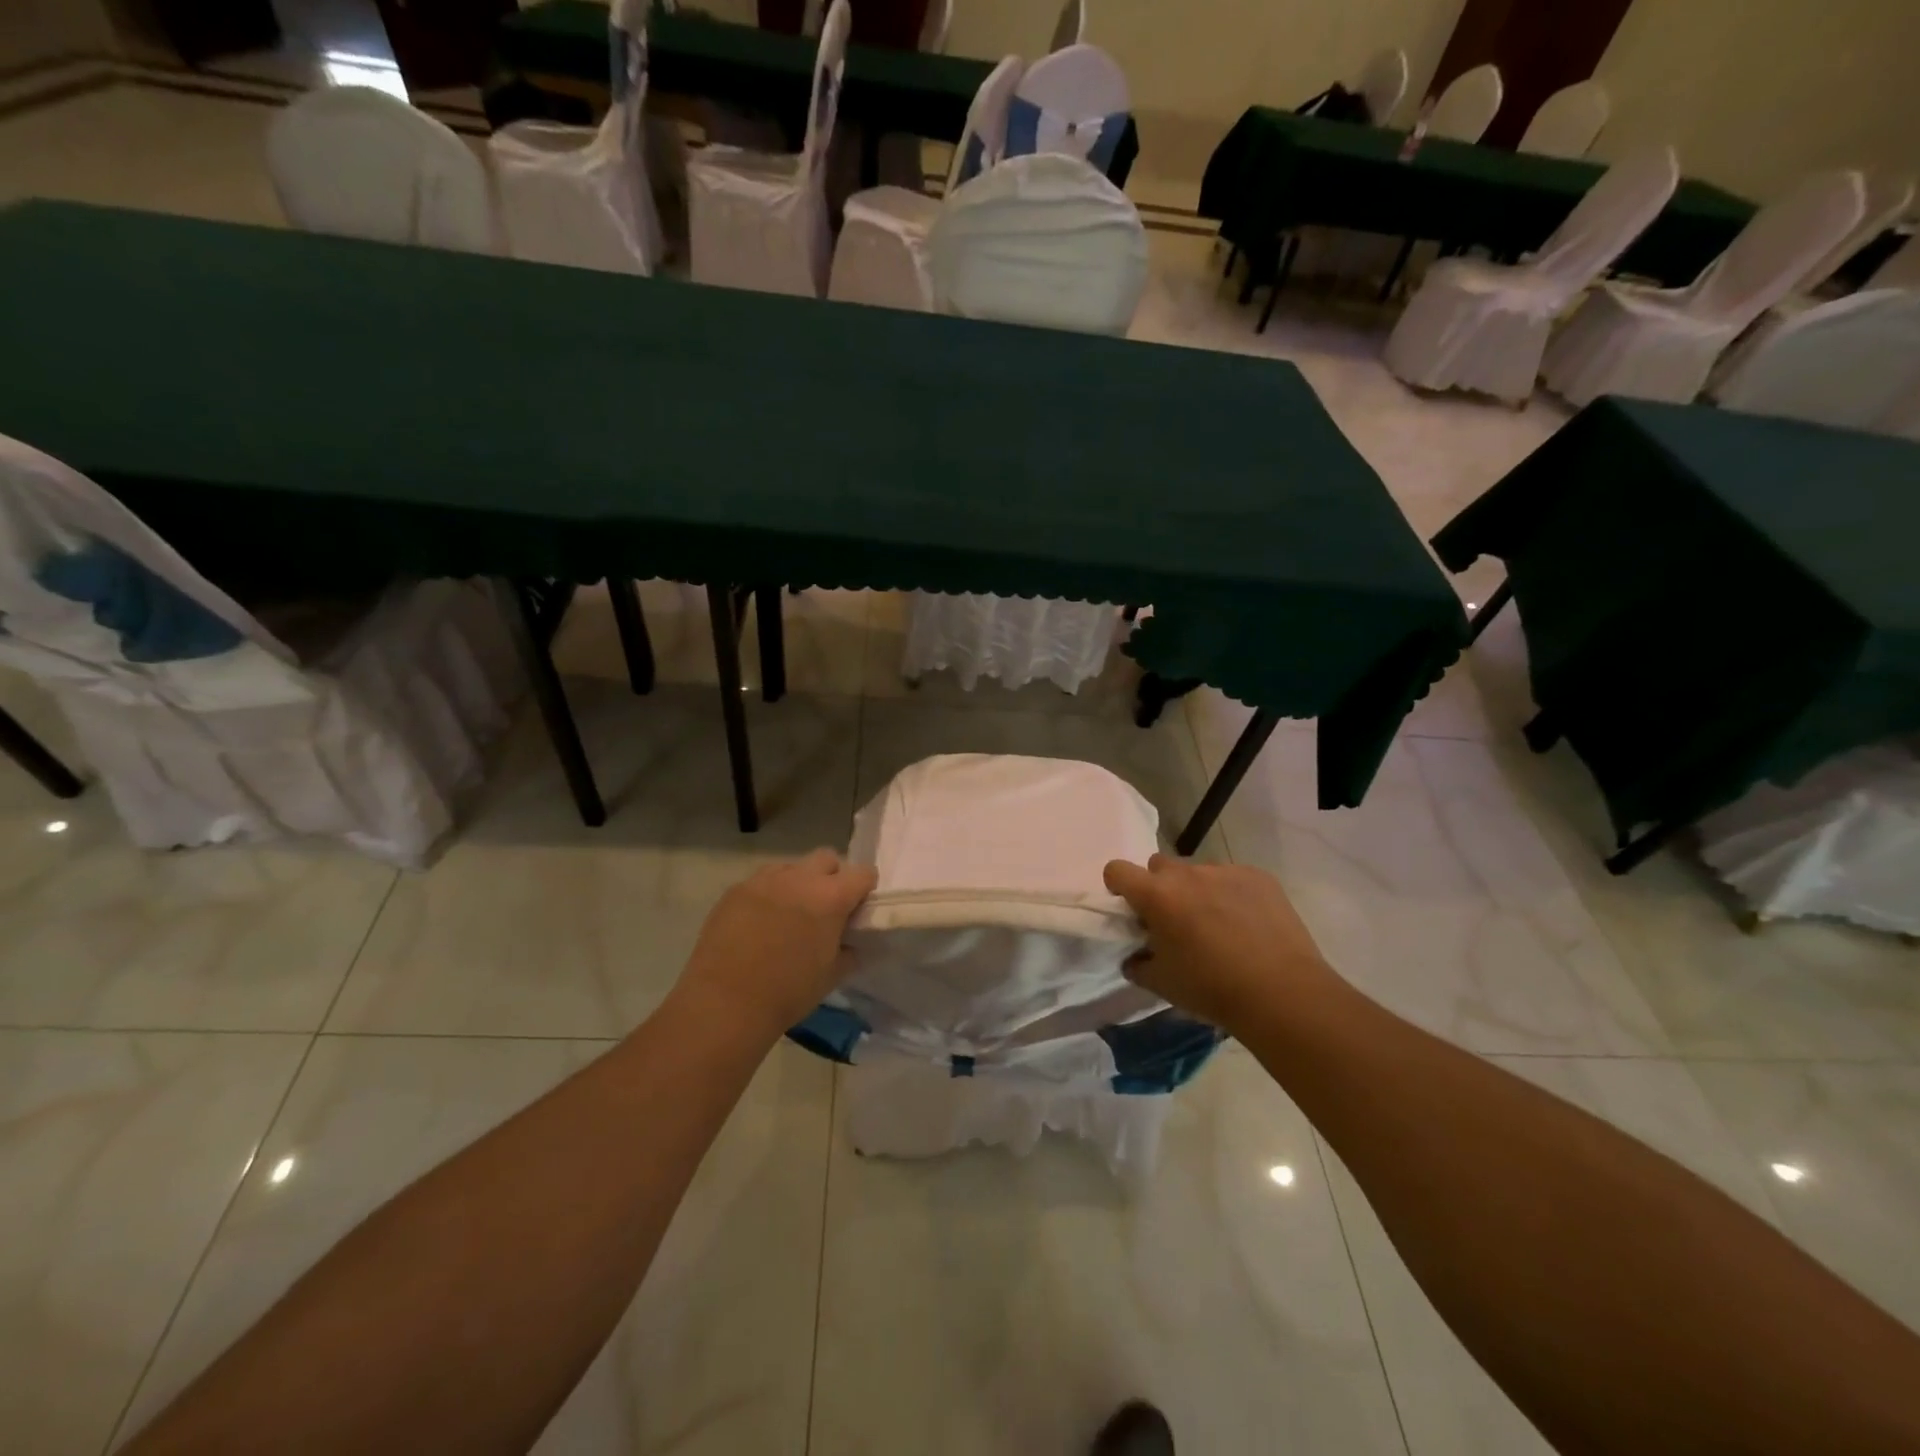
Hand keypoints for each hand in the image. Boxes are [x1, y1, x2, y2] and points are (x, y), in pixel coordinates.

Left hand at [672, 849, 877, 1040]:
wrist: (725, 1004)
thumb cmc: (787, 993)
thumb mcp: (831, 976)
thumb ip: (849, 950)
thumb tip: (851, 941)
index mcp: (831, 898)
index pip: (863, 873)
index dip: (864, 889)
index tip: (857, 909)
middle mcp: (800, 878)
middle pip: (826, 858)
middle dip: (832, 877)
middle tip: (824, 909)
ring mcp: (764, 880)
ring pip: (792, 867)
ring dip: (798, 883)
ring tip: (788, 915)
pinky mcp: (736, 890)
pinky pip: (762, 881)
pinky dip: (769, 894)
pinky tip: (760, 923)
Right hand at [1102, 855, 1341, 1031]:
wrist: (1282, 993)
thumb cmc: (1211, 989)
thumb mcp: (1162, 984)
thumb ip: (1139, 964)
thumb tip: (1135, 957)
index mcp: (1156, 895)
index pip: (1117, 869)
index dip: (1119, 886)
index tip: (1132, 909)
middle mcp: (1187, 874)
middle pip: (1159, 866)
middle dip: (1160, 887)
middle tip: (1175, 921)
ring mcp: (1225, 871)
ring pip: (1198, 872)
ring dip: (1197, 891)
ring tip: (1218, 926)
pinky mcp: (1259, 877)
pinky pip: (1233, 878)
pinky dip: (1232, 895)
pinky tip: (1248, 925)